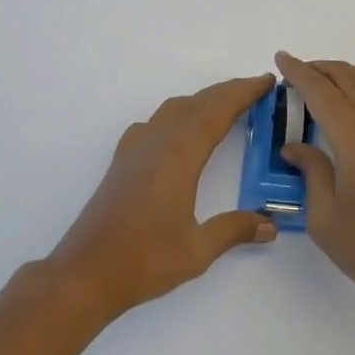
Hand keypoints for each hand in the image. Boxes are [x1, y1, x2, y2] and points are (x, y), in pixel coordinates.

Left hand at [50, 74, 278, 320]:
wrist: (84, 274)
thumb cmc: (143, 260)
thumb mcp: (197, 251)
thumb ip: (234, 230)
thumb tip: (270, 224)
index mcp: (180, 155)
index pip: (218, 111)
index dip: (244, 92)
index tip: (266, 80)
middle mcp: (158, 142)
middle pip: (198, 103)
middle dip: (228, 91)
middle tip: (257, 88)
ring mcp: (136, 149)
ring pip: (174, 108)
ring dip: (202, 101)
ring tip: (224, 106)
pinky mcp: (122, 161)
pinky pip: (154, 123)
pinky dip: (175, 115)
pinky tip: (176, 132)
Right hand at [275, 53, 354, 315]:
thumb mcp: (325, 217)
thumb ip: (310, 172)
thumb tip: (295, 146)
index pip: (321, 92)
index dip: (299, 72)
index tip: (281, 58)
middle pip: (349, 77)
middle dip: (320, 68)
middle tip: (295, 73)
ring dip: (344, 77)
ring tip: (320, 88)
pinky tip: (347, 119)